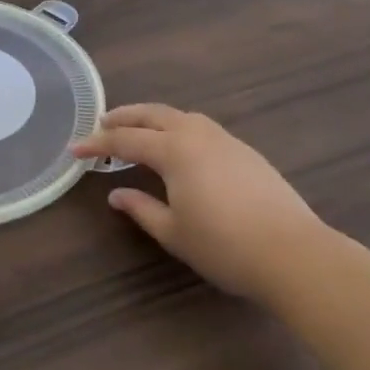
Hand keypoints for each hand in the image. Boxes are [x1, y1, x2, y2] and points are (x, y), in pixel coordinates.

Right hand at [74, 105, 331, 303]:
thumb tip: (116, 194)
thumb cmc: (225, 246)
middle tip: (102, 123)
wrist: (295, 255)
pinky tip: (181, 147)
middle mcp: (197, 134)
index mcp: (174, 149)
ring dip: (154, 118)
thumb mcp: (173, 232)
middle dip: (124, 116)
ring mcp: (225, 140)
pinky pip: (202, 128)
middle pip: (153, 114)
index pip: (124, 140)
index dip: (96, 143)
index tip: (74, 148)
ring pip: (181, 116)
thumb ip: (141, 209)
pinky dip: (179, 128)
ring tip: (140, 130)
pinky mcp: (246, 153)